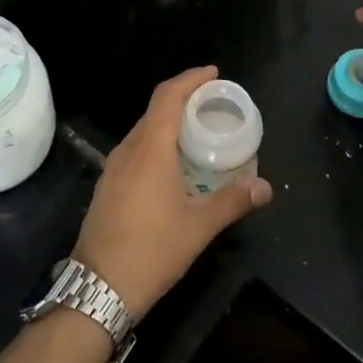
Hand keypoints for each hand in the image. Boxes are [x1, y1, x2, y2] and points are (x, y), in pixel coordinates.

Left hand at [72, 66, 272, 319]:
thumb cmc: (152, 250)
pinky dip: (156, 144)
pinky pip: (135, 151)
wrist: (97, 289)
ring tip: (197, 132)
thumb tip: (266, 187)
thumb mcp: (199, 226)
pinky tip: (172, 165)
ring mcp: (112, 169)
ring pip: (143, 132)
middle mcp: (128, 150)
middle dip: (183, 99)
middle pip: (155, 110)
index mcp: (150, 149)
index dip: (190, 79)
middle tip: (212, 104)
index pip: (168, 96)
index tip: (213, 74)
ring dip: (168, 123)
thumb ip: (233, 201)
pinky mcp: (106, 187)